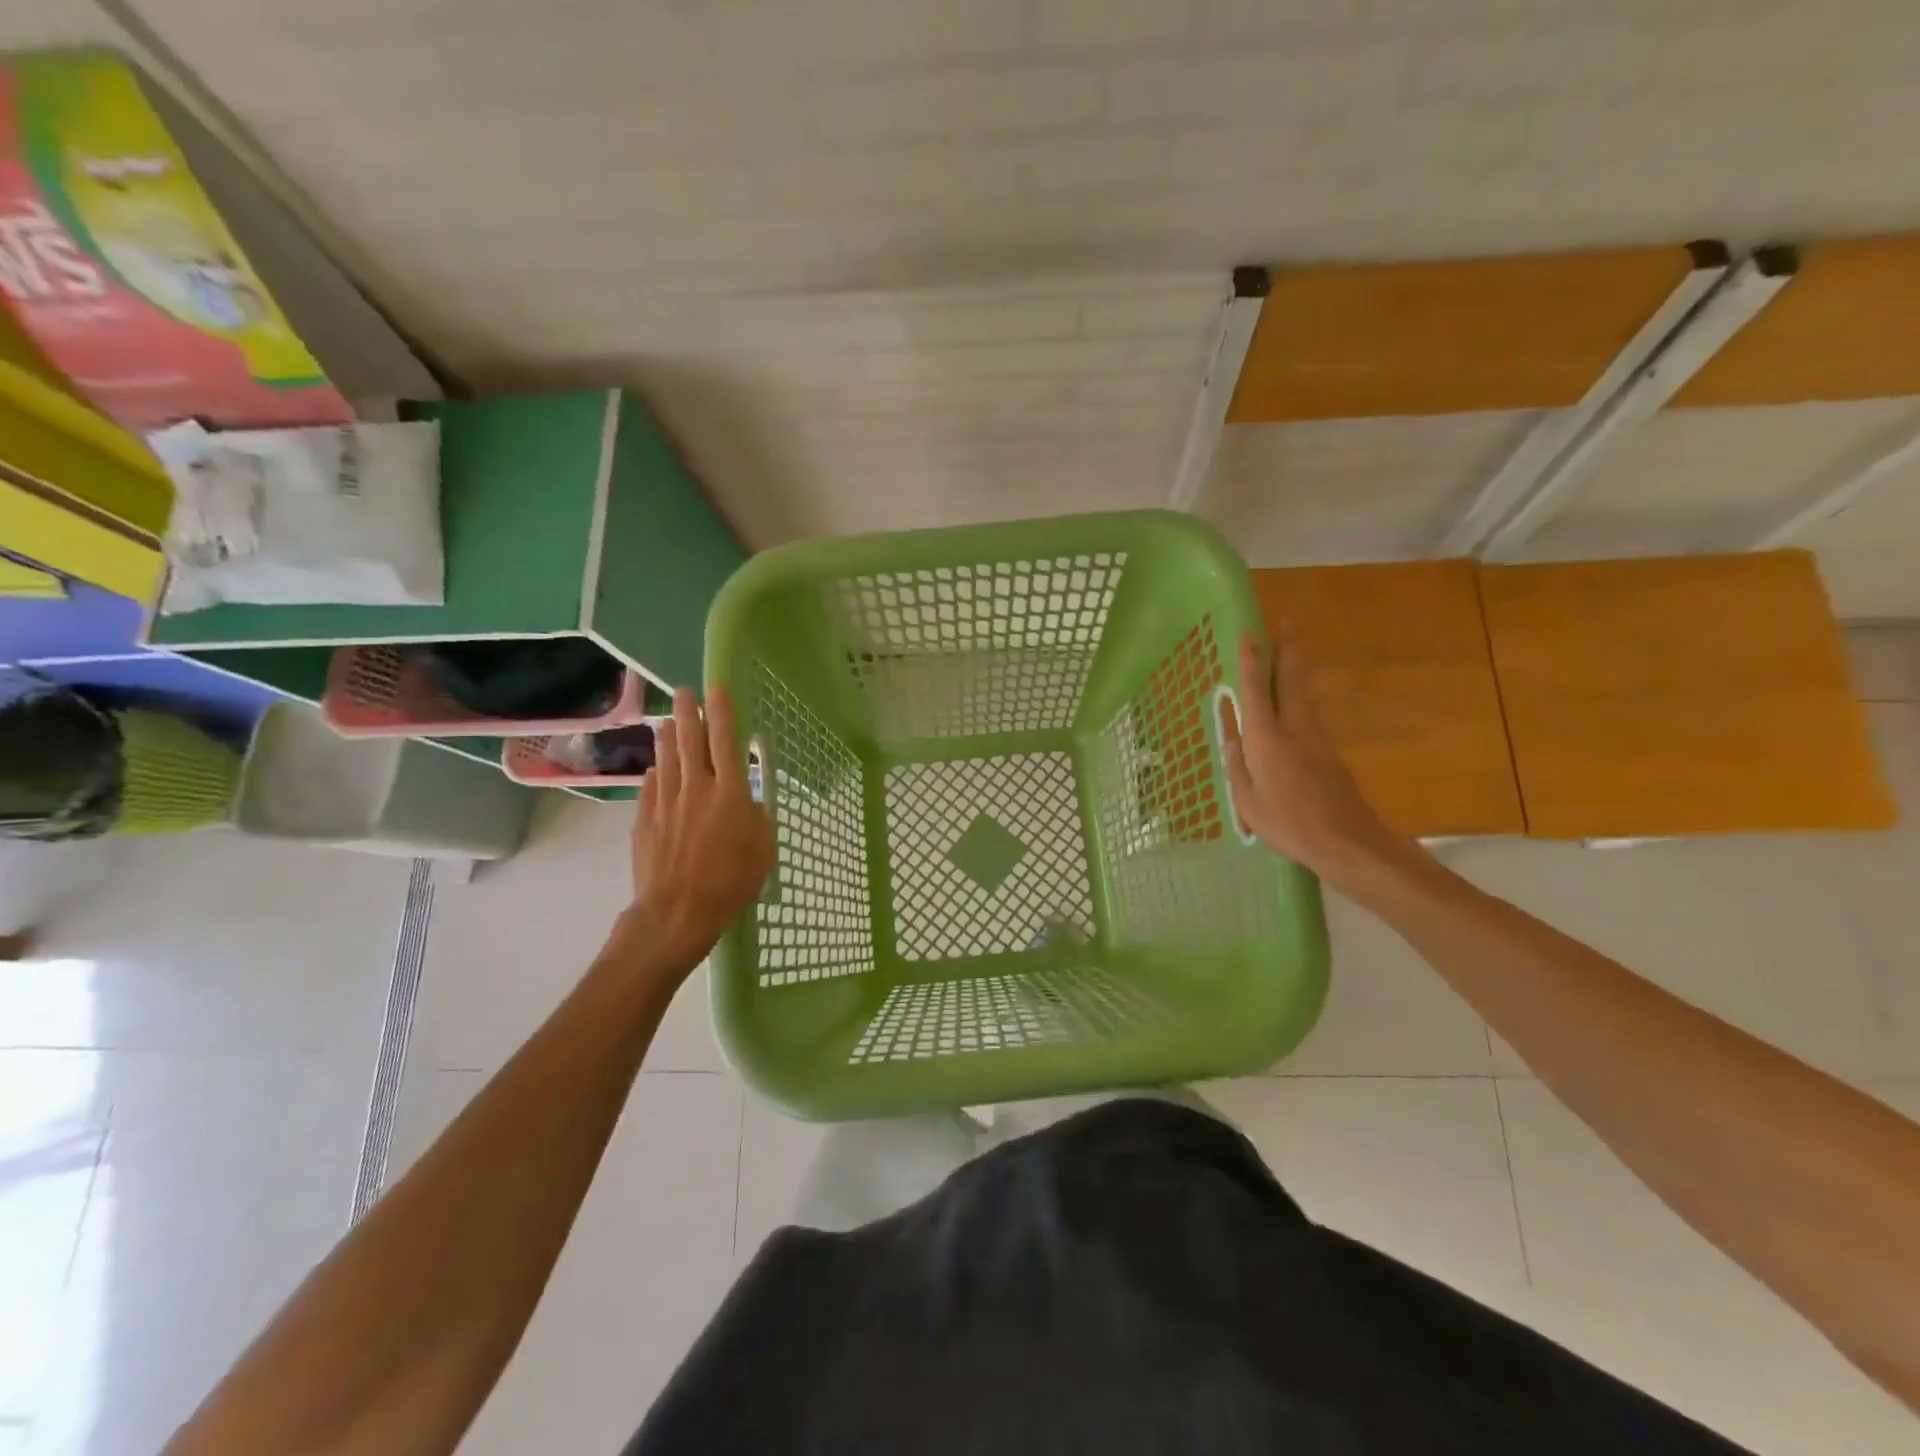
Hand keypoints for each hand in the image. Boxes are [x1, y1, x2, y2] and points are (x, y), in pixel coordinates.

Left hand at [625, 687, 774, 973]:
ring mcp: (666, 803)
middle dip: (688, 712)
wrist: (677, 912)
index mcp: (730, 793)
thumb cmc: (731, 882)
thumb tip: (747, 800)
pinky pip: (651, 787)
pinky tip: (656, 768)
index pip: (725, 741)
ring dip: (668, 737)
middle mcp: (696, 789)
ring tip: (668, 720)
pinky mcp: (645, 820)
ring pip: (667, 759)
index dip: (721, 713)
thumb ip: (757, 816)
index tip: (716, 690)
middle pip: (690, 741)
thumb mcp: (763, 848)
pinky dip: (656, 773)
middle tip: (683, 692)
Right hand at [1221, 629, 1405, 880]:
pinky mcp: (1329, 750)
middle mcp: (1294, 727)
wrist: (1345, 840)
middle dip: (1287, 649)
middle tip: (1286, 622)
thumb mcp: (1247, 799)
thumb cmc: (1287, 822)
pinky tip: (1298, 694)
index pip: (1257, 689)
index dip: (1252, 660)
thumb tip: (1232, 735)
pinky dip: (1302, 692)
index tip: (1249, 633)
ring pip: (1305, 691)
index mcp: (1267, 737)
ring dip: (1297, 666)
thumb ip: (1237, 764)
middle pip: (1292, 678)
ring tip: (1292, 647)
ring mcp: (1317, 737)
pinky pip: (1311, 709)